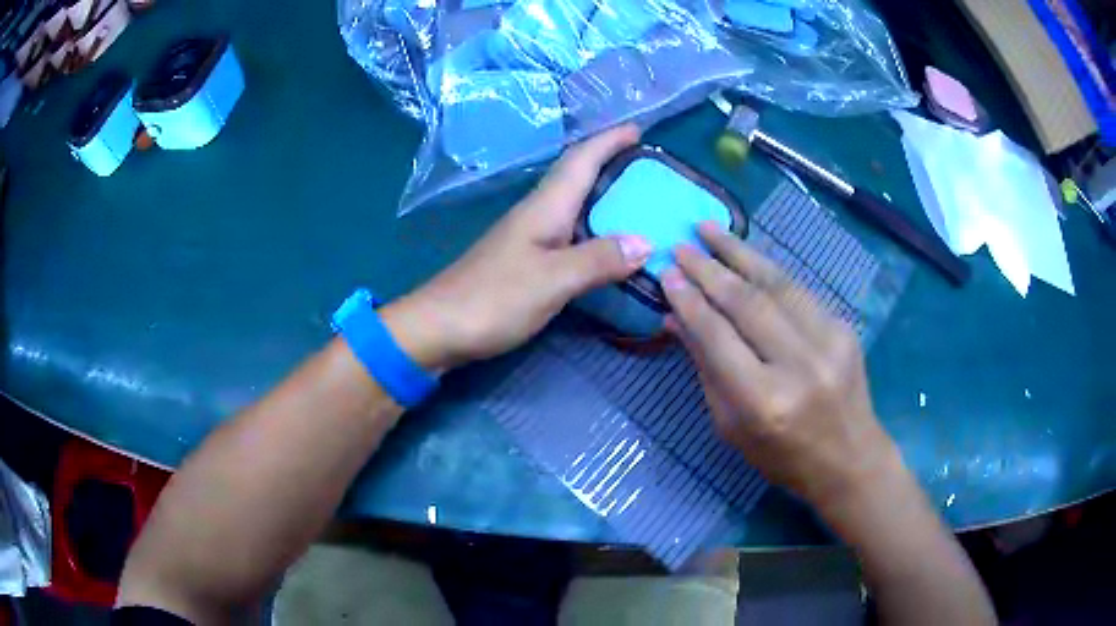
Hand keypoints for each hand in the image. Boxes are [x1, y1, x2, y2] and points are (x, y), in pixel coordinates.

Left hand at [383, 125, 651, 369]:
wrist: (438, 327)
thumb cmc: (492, 299)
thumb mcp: (552, 279)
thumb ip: (599, 260)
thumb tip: (646, 242)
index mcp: (545, 208)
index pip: (580, 160)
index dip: (608, 140)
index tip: (639, 128)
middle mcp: (536, 214)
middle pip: (576, 176)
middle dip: (609, 161)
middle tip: (647, 167)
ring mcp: (527, 238)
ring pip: (571, 203)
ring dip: (602, 194)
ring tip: (636, 201)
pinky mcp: (522, 261)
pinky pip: (567, 232)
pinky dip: (591, 227)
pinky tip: (603, 243)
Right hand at [662, 222, 898, 512]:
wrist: (850, 459)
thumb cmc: (782, 455)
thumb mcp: (731, 426)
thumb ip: (706, 368)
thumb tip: (676, 318)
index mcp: (764, 401)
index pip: (718, 336)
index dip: (690, 301)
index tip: (667, 273)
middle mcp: (799, 365)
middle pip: (748, 302)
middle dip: (709, 269)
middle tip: (682, 245)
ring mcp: (829, 342)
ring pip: (777, 284)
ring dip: (740, 252)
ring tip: (709, 230)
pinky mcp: (845, 328)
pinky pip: (799, 291)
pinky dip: (769, 272)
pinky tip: (747, 256)